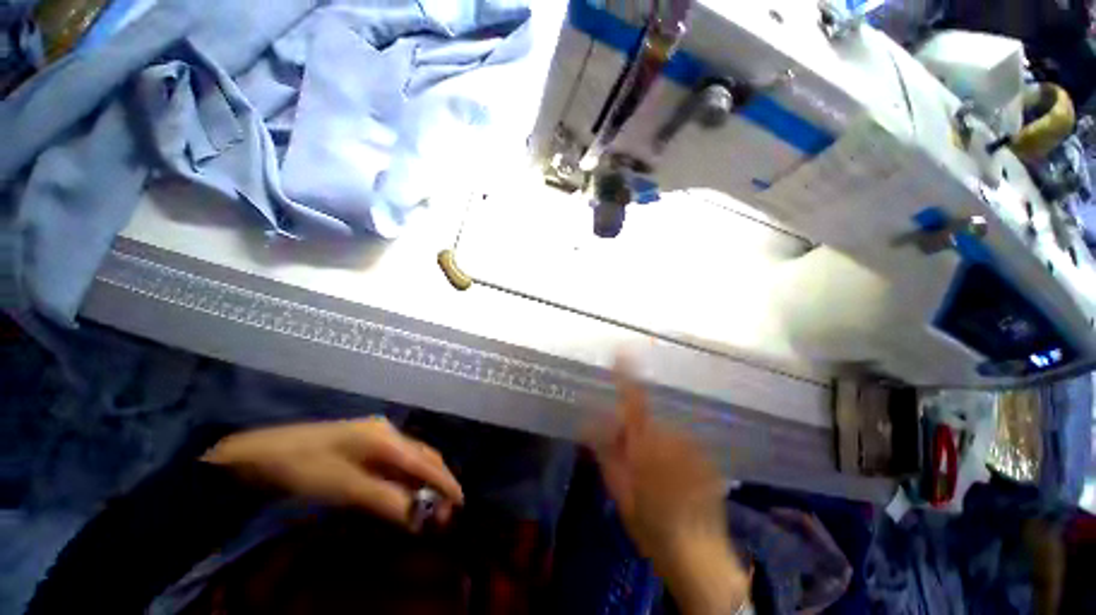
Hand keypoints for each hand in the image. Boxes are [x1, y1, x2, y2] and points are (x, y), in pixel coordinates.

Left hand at [203, 417, 463, 530]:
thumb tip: (420, 516)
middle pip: (422, 456)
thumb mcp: (343, 487)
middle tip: (447, 507)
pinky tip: (405, 491)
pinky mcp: (363, 445)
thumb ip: (384, 499)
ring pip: (410, 459)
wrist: (259, 454)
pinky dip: (405, 479)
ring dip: (423, 481)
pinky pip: (395, 462)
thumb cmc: (302, 468)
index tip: (460, 501)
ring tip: (431, 503)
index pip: (424, 461)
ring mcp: (375, 437)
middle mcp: (387, 433)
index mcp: (385, 438)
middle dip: (438, 480)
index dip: (444, 481)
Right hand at [589, 363, 749, 614]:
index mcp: (644, 442)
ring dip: (655, 443)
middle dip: (634, 429)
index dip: (626, 374)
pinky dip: (674, 452)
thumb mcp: (618, 489)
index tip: (622, 351)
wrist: (699, 554)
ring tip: (656, 475)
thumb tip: (587, 422)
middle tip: (631, 458)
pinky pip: (681, 442)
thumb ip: (604, 451)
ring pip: (663, 431)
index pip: (632, 399)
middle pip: (646, 418)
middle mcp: (670, 435)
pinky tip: (676, 478)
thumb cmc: (651, 524)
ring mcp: (691, 445)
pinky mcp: (705, 455)